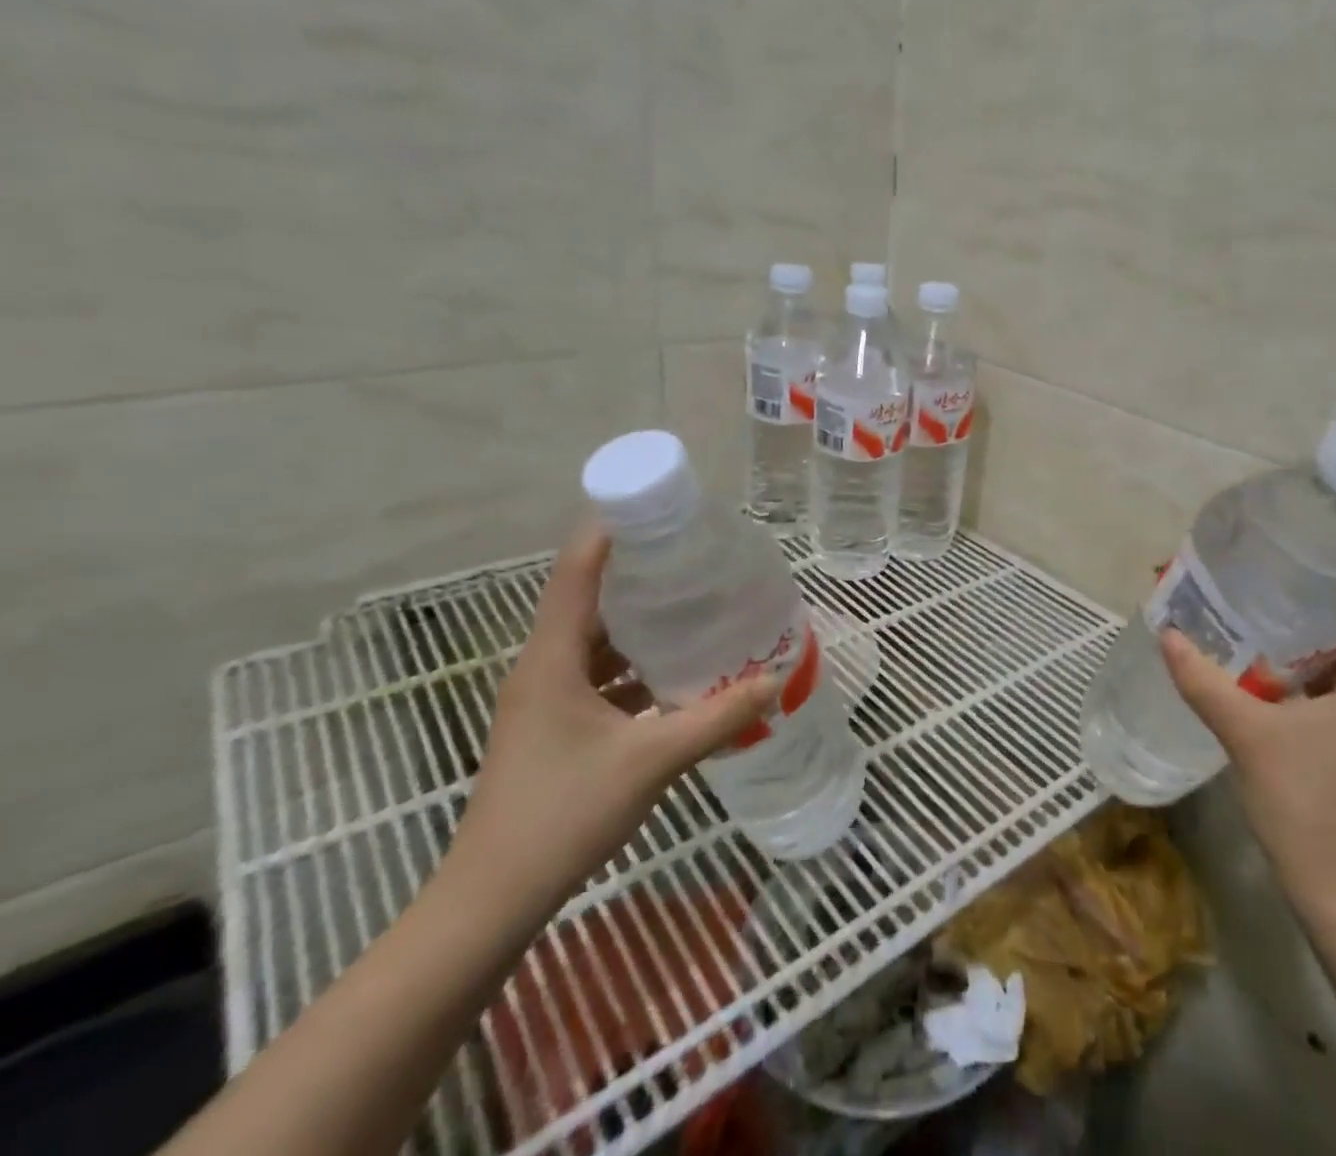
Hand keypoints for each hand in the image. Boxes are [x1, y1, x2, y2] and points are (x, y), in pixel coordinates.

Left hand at [446, 520, 777, 926]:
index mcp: (553, 657)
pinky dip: (632, 662)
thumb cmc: (564, 814)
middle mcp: (543, 666)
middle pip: (588, 598)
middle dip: (637, 571)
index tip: (656, 504)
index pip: (578, 571)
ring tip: (692, 602)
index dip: (610, 530)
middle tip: (692, 552)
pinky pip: (596, 672)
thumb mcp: (652, 760)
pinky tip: (673, 670)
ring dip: (637, 620)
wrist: (492, 899)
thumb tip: (774, 680)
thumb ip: (717, 717)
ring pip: (594, 639)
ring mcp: (544, 697)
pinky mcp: (552, 724)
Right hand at [1161, 605, 1335, 919]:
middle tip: (1264, 574)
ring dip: (1301, 636)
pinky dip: (1294, 669)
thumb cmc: (1307, 802)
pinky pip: (1323, 688)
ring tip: (1252, 608)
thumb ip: (1204, 681)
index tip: (1310, 554)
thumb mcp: (1247, 734)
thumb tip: (1167, 633)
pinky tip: (1252, 664)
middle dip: (1315, 600)